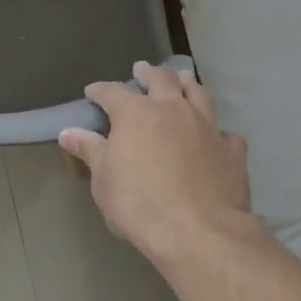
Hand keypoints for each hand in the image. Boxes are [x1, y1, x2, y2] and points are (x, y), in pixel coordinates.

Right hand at [59, 61, 252, 262]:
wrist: (198, 231)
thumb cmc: (138, 205)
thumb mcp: (103, 180)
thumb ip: (90, 151)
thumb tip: (68, 132)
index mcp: (136, 114)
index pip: (112, 92)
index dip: (100, 90)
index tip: (92, 92)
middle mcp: (173, 110)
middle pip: (162, 79)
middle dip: (149, 73)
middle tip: (142, 70)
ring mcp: (207, 126)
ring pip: (199, 93)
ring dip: (187, 84)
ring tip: (182, 81)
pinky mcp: (232, 149)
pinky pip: (224, 131)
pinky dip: (215, 129)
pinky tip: (213, 135)